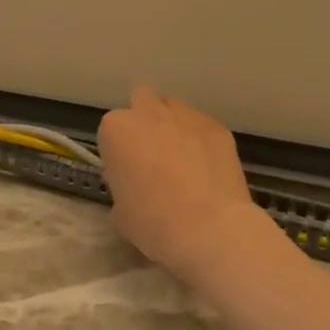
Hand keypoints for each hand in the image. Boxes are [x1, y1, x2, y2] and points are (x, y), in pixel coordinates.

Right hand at [98, 87, 269, 278]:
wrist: (207, 228)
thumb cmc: (152, 222)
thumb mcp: (119, 211)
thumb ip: (122, 185)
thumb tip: (135, 185)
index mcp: (116, 130)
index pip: (111, 130)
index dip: (119, 151)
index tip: (126, 172)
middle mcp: (149, 113)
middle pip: (143, 101)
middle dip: (145, 121)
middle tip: (152, 155)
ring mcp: (187, 116)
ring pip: (175, 110)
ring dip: (174, 127)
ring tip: (183, 160)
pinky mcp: (217, 127)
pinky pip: (203, 127)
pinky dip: (201, 141)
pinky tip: (207, 169)